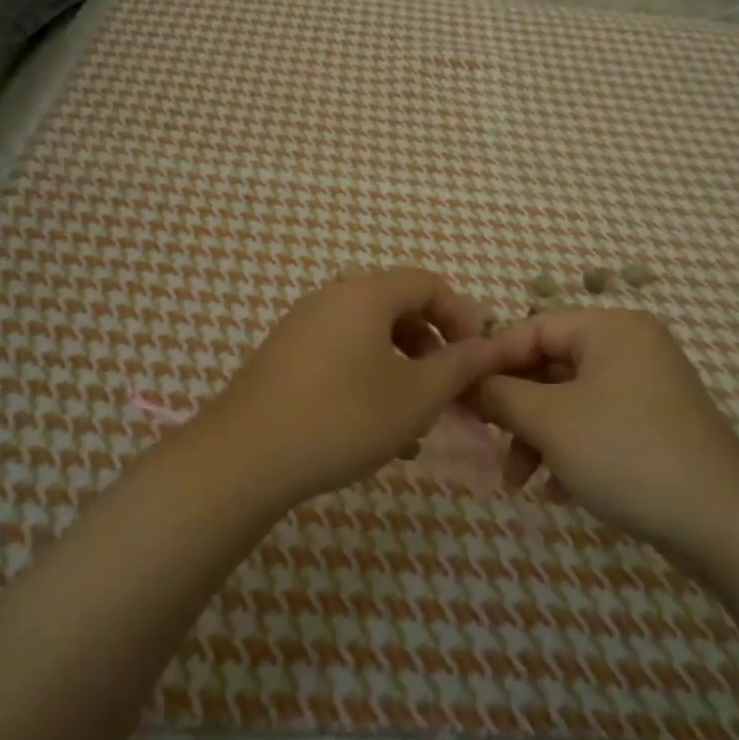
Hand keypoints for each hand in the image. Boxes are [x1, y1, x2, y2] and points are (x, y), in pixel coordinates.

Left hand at [199, 267, 503, 507]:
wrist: (245, 456)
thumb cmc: (344, 417)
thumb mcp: (416, 396)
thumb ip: (459, 366)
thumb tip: (493, 346)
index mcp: (365, 294)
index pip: (427, 283)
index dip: (462, 315)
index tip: (477, 357)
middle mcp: (331, 298)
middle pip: (397, 307)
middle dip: (431, 346)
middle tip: (447, 389)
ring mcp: (302, 326)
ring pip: (368, 336)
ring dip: (401, 368)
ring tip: (414, 419)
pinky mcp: (283, 356)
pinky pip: (340, 354)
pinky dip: (367, 378)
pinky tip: (373, 428)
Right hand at [472, 308, 738, 553]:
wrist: (725, 524)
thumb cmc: (626, 453)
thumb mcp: (549, 421)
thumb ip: (499, 394)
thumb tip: (464, 381)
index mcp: (611, 328)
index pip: (533, 329)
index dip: (492, 361)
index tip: (458, 394)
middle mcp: (632, 347)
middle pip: (550, 367)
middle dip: (514, 410)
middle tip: (483, 441)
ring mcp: (648, 387)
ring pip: (570, 401)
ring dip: (537, 438)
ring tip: (517, 483)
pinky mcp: (657, 425)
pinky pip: (597, 424)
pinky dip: (569, 450)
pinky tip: (556, 491)